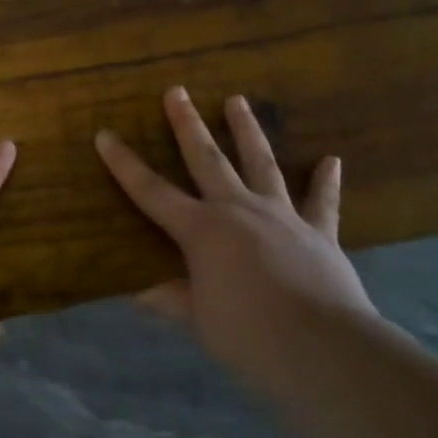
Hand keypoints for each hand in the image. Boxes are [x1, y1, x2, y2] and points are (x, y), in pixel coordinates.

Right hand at [94, 87, 375, 378]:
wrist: (322, 346)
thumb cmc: (248, 333)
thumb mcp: (199, 319)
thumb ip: (172, 299)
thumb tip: (141, 294)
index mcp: (201, 230)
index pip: (151, 191)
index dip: (125, 164)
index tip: (105, 135)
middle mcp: (238, 210)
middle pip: (207, 159)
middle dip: (187, 124)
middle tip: (177, 91)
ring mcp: (281, 216)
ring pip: (261, 163)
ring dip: (248, 130)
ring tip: (238, 100)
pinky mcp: (319, 232)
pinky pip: (322, 201)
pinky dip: (326, 180)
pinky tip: (332, 160)